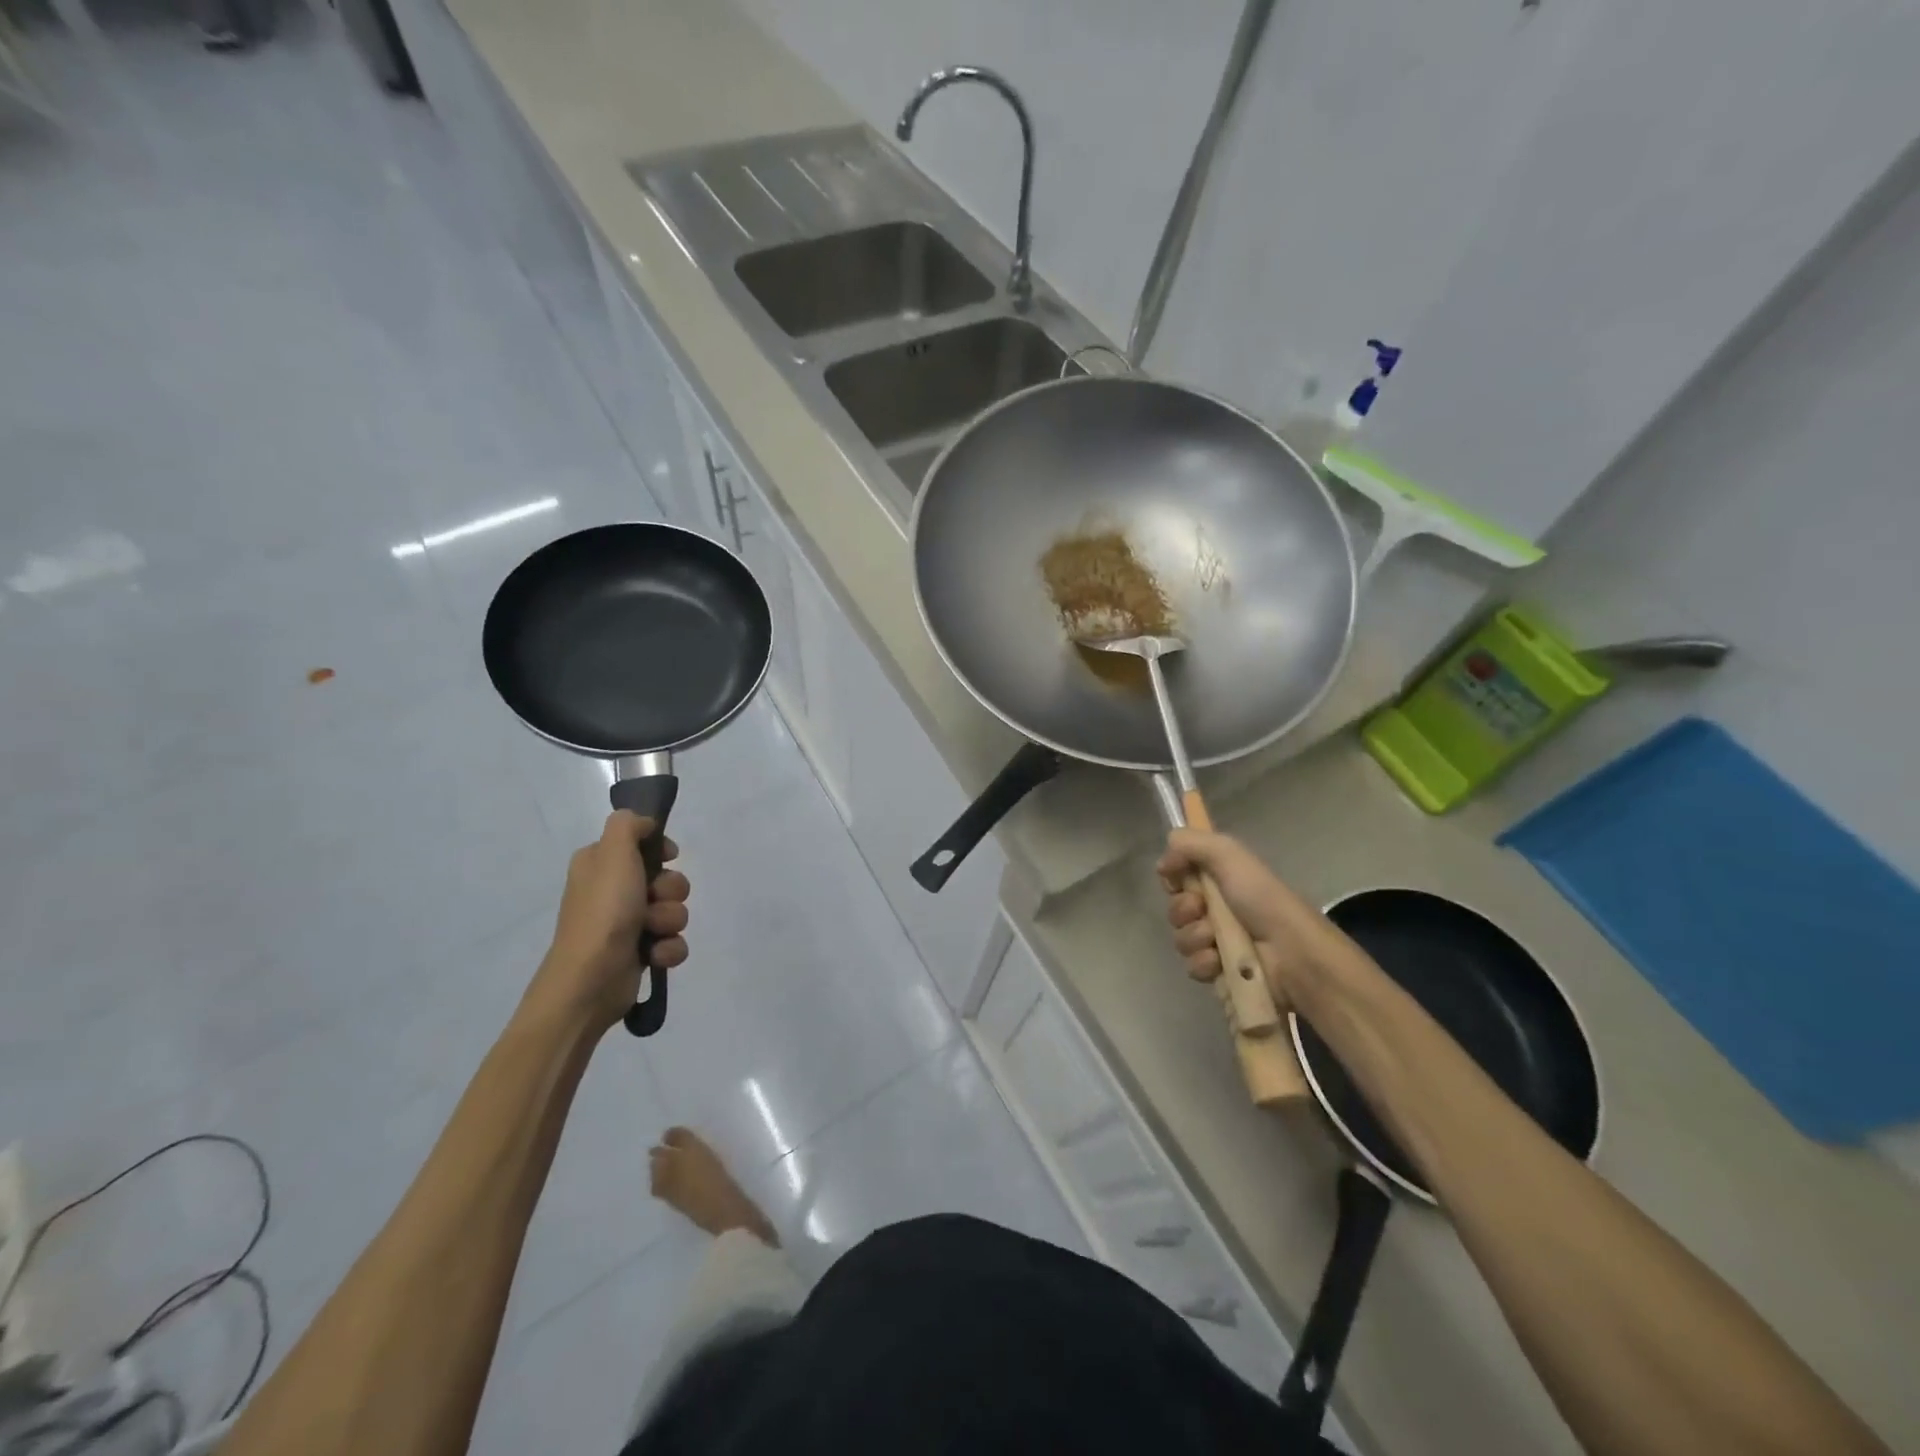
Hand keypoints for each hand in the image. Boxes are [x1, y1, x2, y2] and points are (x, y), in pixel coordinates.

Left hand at [529, 810, 690, 1032]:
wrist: (591, 978)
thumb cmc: (604, 911)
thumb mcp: (613, 853)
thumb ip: (628, 825)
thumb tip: (645, 824)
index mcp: (600, 865)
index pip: (641, 844)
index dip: (660, 850)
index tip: (668, 856)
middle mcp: (612, 891)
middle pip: (666, 878)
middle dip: (670, 890)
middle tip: (652, 900)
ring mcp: (627, 924)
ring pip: (673, 910)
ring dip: (670, 920)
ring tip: (652, 933)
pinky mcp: (640, 953)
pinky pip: (673, 941)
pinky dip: (668, 948)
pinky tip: (655, 956)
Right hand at [1156, 828, 1346, 997]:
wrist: (1292, 953)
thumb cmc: (1262, 900)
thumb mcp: (1229, 855)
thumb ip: (1190, 843)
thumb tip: (1162, 863)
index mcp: (1220, 882)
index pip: (1178, 879)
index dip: (1173, 880)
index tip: (1176, 880)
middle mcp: (1216, 911)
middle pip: (1176, 910)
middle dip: (1183, 910)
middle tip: (1202, 910)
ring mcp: (1218, 945)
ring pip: (1182, 939)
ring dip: (1195, 937)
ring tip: (1216, 940)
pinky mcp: (1220, 974)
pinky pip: (1194, 967)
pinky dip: (1205, 963)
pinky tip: (1221, 962)